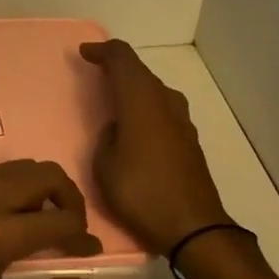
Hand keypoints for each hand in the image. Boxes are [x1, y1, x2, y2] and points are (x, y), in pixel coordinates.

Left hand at [0, 159, 101, 278]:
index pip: (60, 222)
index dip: (83, 236)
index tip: (90, 250)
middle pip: (47, 174)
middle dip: (71, 198)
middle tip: (72, 228)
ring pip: (22, 167)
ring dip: (43, 189)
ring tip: (42, 223)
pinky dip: (16, 187)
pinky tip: (9, 218)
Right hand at [79, 39, 228, 255]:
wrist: (193, 227)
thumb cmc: (142, 192)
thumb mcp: (105, 165)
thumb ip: (107, 138)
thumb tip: (118, 129)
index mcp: (141, 100)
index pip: (123, 58)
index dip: (103, 51)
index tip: (84, 54)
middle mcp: (165, 102)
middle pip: (140, 71)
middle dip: (117, 67)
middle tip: (95, 72)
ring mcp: (181, 121)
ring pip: (154, 90)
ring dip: (133, 88)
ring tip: (113, 99)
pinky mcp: (189, 140)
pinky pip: (162, 110)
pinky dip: (145, 107)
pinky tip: (135, 125)